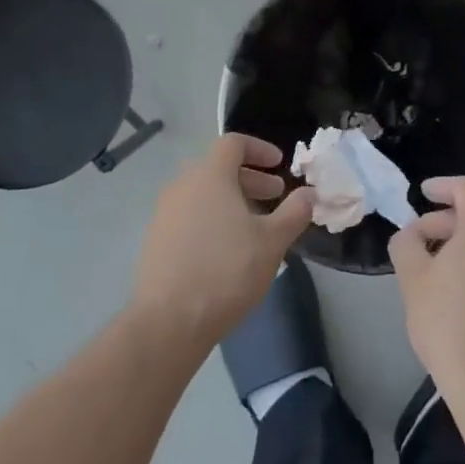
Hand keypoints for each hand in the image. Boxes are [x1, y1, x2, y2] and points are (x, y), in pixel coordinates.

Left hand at [132, 135, 314, 351]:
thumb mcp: (272, 241)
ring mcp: (164, 214)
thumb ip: (294, 212)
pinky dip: (212, 219)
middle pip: (218, 168)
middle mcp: (182, 186)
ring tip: (255, 226)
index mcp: (209, 175)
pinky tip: (228, 250)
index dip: (259, 149)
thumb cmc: (227, 270)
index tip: (280, 165)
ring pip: (203, 194)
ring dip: (231, 200)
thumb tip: (309, 194)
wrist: (169, 321)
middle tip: (275, 196)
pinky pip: (189, 216)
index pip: (233, 143)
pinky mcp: (155, 241)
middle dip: (250, 178)